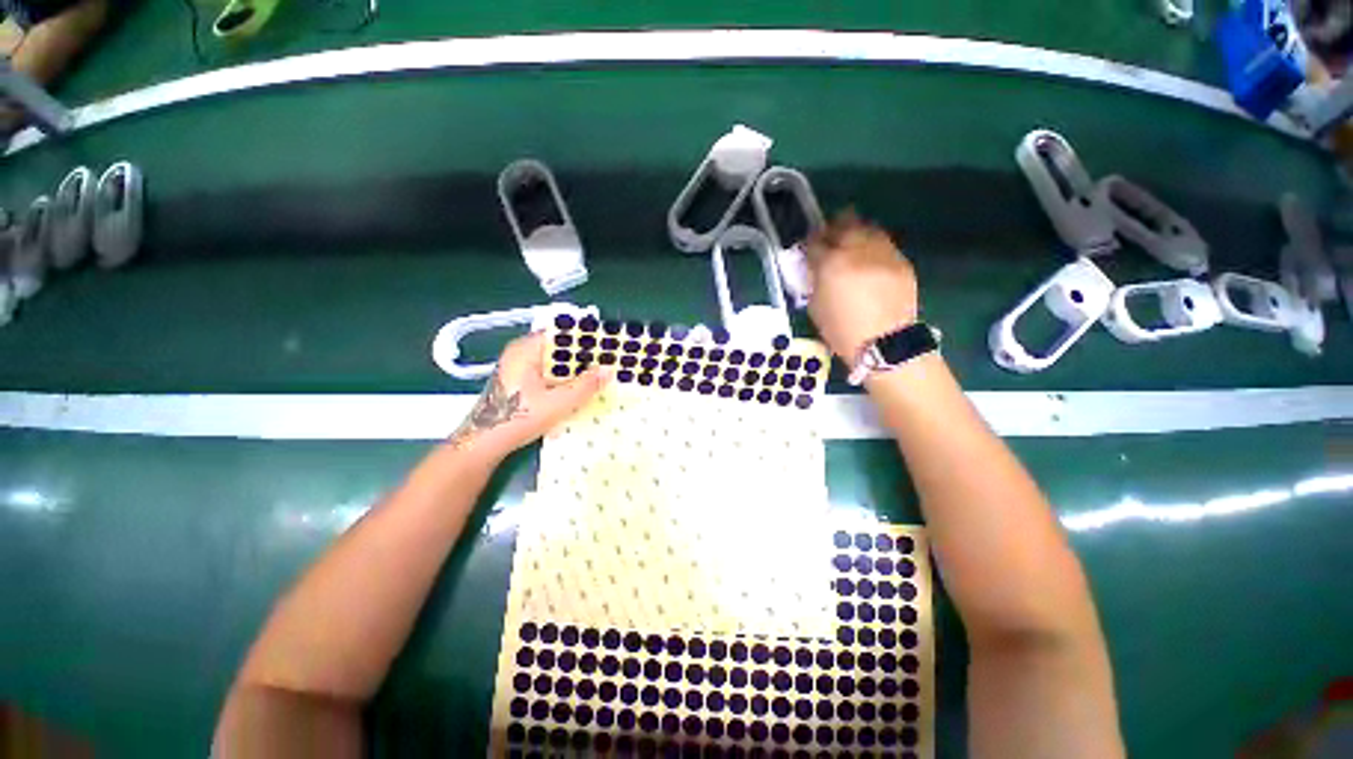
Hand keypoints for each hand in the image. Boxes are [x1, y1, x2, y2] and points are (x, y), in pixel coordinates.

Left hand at [448, 332, 611, 459]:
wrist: (484, 444)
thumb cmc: (518, 418)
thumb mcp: (558, 402)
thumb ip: (586, 385)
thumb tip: (610, 370)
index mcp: (526, 349)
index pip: (561, 334)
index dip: (586, 339)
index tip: (608, 346)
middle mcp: (521, 353)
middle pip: (559, 348)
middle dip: (584, 357)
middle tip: (609, 364)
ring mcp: (520, 367)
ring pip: (555, 363)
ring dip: (576, 371)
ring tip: (600, 376)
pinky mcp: (521, 382)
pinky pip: (549, 373)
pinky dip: (565, 380)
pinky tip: (580, 390)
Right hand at [805, 210, 918, 365]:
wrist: (884, 344)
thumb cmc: (841, 331)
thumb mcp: (815, 307)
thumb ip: (814, 280)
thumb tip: (816, 267)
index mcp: (830, 264)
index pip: (815, 242)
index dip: (809, 243)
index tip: (808, 248)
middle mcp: (857, 251)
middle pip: (844, 224)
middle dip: (833, 229)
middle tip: (829, 238)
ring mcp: (882, 253)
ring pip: (867, 228)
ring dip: (856, 233)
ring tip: (851, 245)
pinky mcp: (901, 261)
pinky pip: (883, 244)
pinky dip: (873, 247)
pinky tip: (869, 260)